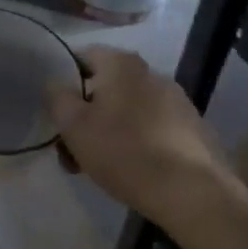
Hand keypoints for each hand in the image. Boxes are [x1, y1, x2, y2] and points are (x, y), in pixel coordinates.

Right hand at [47, 48, 224, 212]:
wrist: (190, 192)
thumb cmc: (123, 151)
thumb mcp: (73, 125)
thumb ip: (57, 96)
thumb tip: (55, 83)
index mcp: (122, 65)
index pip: (82, 56)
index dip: (64, 81)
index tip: (55, 110)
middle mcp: (152, 73)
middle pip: (105, 87)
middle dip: (84, 114)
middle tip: (70, 148)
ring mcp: (177, 100)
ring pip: (127, 110)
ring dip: (108, 130)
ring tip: (96, 166)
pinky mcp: (192, 128)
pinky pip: (151, 127)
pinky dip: (136, 140)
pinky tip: (130, 169)